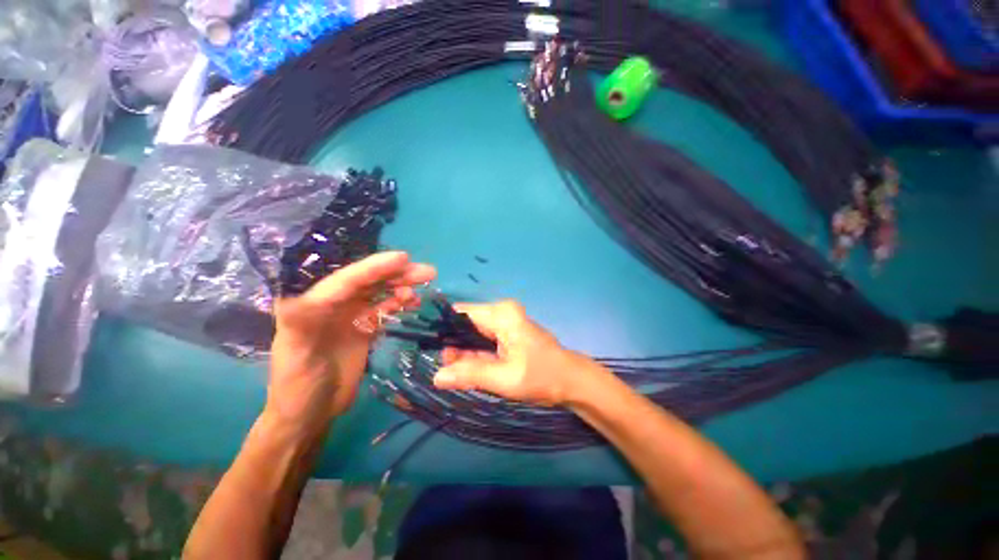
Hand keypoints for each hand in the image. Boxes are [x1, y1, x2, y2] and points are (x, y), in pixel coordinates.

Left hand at [268, 252, 435, 433]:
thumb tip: (292, 299)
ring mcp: (351, 316)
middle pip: (369, 282)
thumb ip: (297, 327)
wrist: (311, 415)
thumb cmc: (298, 387)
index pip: (348, 279)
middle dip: (397, 273)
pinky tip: (414, 302)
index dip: (375, 267)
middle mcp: (334, 304)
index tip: (403, 258)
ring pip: (380, 292)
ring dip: (402, 285)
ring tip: (425, 282)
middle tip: (427, 272)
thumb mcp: (295, 357)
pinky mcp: (364, 329)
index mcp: (315, 304)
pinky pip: (385, 309)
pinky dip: (400, 303)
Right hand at [432, 301, 589, 405]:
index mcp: (502, 314)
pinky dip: (475, 353)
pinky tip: (470, 369)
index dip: (444, 330)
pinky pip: (483, 339)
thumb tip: (436, 377)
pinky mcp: (508, 331)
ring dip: (464, 352)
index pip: (461, 313)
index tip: (431, 352)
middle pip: (466, 323)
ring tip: (456, 373)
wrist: (570, 380)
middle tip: (447, 371)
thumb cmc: (542, 376)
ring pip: (473, 333)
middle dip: (454, 345)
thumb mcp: (505, 378)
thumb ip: (470, 374)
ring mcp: (505, 321)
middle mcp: (502, 312)